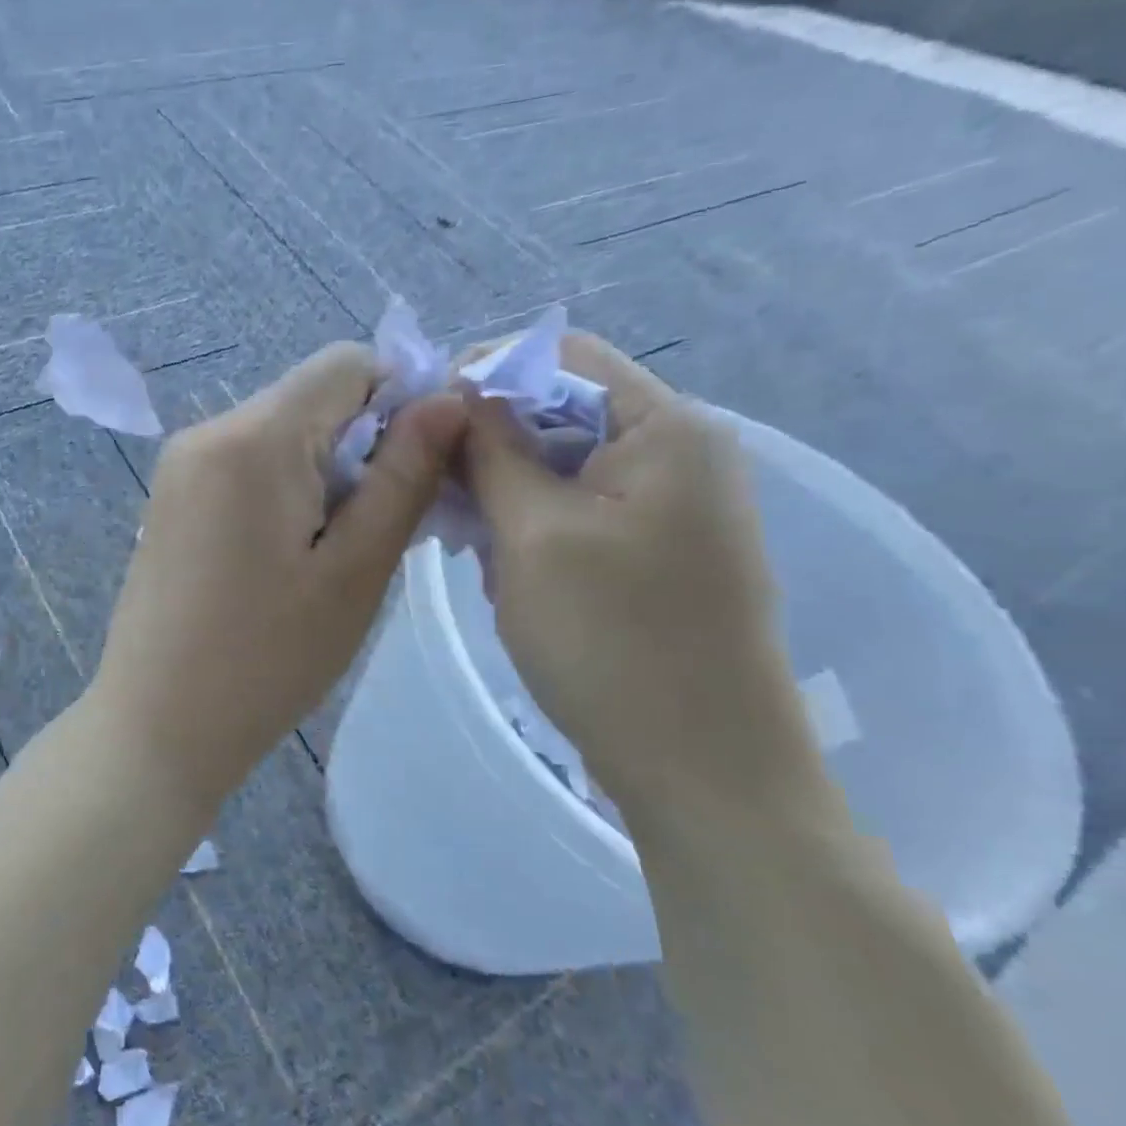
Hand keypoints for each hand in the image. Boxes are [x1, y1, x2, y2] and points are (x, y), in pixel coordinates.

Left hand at [92, 343, 466, 805]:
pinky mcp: (172, 499)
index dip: (400, 398)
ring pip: (281, 432)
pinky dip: (285, 489)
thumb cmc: (267, 659)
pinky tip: (291, 556)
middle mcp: (207, 431)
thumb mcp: (355, 570)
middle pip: (312, 397)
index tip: (421, 468)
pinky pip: (246, 464)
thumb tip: (447, 398)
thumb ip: (403, 475)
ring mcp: (180, 465)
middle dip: (364, 442)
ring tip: (337, 552)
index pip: (346, 363)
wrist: (158, 725)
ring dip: (326, 471)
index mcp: (254, 437)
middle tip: (382, 527)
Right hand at [461, 334, 816, 816]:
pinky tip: (499, 567)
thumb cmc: (613, 640)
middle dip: (488, 442)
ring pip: (560, 465)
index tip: (423, 420)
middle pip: (560, 410)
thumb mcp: (533, 534)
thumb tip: (460, 391)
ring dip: (503, 491)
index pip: (562, 357)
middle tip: (434, 491)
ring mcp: (670, 505)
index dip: (485, 374)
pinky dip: (529, 525)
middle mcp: (678, 452)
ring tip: (465, 541)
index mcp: (666, 428)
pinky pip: (576, 509)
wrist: (702, 768)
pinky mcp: (655, 549)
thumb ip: (493, 451)